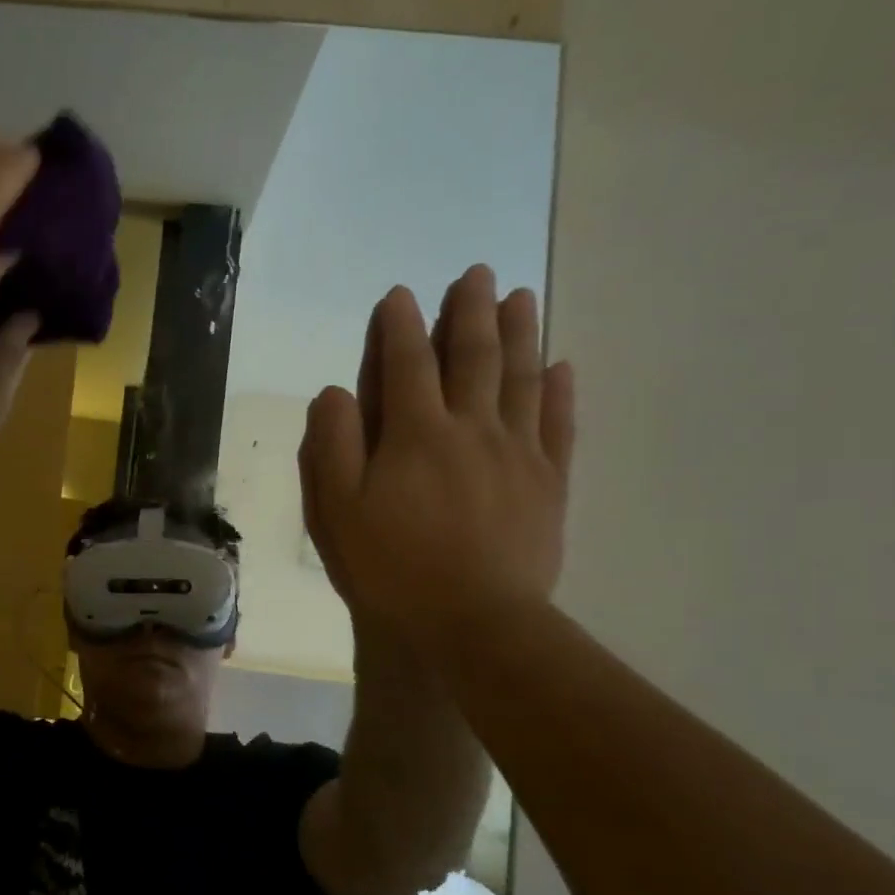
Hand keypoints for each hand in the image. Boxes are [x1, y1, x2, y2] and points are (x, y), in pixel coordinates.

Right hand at [298, 265, 575, 655]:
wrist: (473, 622)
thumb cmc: (392, 566)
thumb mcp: (337, 509)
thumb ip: (332, 444)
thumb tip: (336, 391)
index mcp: (415, 433)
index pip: (405, 364)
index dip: (399, 326)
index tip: (399, 294)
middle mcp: (471, 428)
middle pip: (473, 356)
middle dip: (470, 311)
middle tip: (477, 272)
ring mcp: (518, 453)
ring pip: (521, 378)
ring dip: (520, 332)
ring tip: (521, 296)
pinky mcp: (549, 483)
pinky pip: (559, 424)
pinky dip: (561, 391)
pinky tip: (562, 365)